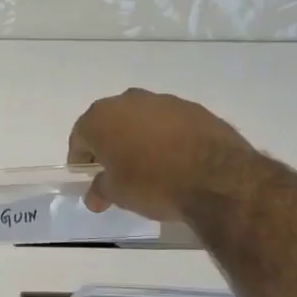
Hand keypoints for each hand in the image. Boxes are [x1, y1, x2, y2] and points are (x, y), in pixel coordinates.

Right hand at [67, 88, 254, 222]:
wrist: (217, 178)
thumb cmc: (153, 184)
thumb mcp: (118, 194)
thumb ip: (100, 190)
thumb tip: (94, 195)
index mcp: (101, 118)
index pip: (79, 137)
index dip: (80, 159)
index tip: (88, 177)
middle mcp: (128, 100)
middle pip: (109, 123)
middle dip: (109, 144)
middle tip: (115, 170)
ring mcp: (163, 101)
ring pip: (140, 119)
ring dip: (138, 138)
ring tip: (148, 166)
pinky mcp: (193, 108)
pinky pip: (168, 122)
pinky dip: (165, 137)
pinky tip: (175, 159)